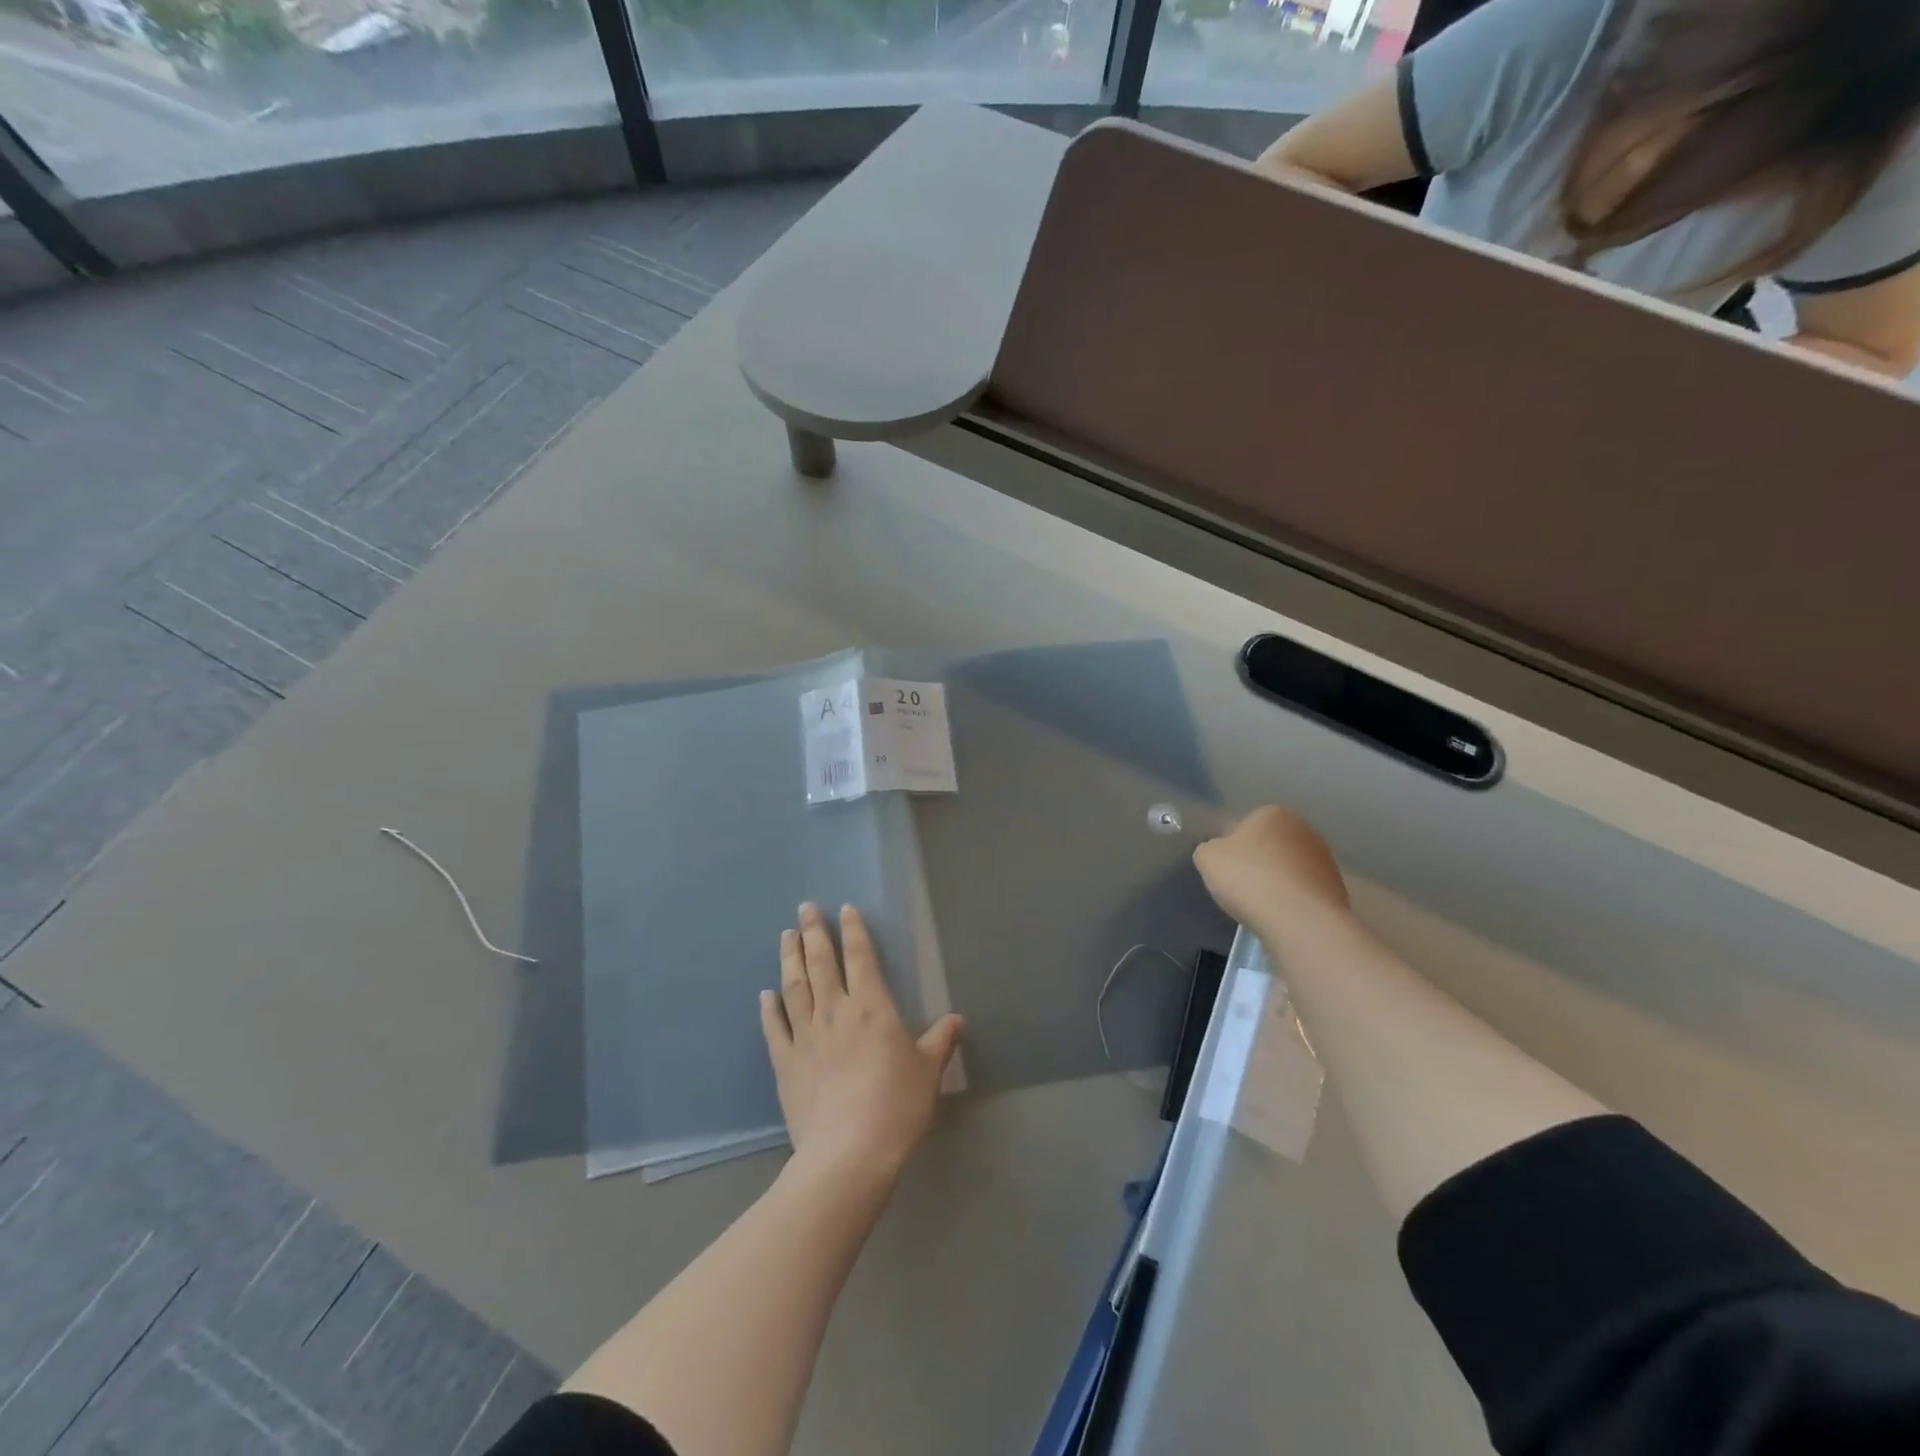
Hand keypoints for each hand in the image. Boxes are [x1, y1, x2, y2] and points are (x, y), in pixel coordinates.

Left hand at [761, 903, 963, 1182]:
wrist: (849, 1153)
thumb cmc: (896, 1106)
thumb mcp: (928, 1072)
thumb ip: (940, 1041)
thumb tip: (957, 1020)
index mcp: (872, 1007)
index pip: (861, 957)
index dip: (853, 930)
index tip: (844, 909)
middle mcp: (835, 1011)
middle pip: (822, 962)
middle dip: (814, 932)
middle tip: (805, 907)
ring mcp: (806, 1036)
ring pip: (795, 986)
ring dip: (790, 958)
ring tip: (786, 935)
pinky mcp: (785, 1063)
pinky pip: (774, 1028)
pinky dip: (769, 1008)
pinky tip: (765, 993)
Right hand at [1193, 805, 1351, 940]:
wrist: (1300, 920)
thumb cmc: (1249, 878)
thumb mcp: (1207, 858)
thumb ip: (1209, 849)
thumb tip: (1220, 853)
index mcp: (1272, 813)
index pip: (1245, 826)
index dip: (1232, 849)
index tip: (1227, 870)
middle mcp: (1304, 829)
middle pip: (1271, 846)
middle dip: (1258, 863)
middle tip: (1242, 887)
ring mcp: (1326, 859)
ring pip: (1290, 869)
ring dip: (1278, 882)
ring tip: (1264, 907)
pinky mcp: (1338, 888)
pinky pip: (1305, 891)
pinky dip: (1294, 901)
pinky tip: (1283, 917)